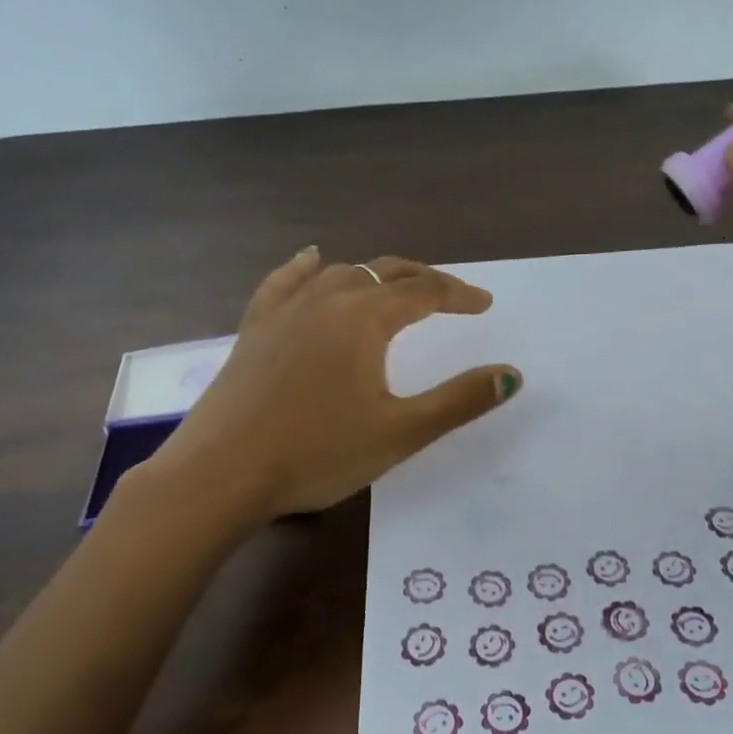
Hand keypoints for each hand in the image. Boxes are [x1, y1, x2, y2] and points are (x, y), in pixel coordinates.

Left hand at [159, 250, 520, 519]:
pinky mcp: (254, 329)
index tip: (484, 304)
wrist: (221, 474)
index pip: (424, 292)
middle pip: (385, 272)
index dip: (459, 295)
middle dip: (423, 280)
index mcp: (365, 319)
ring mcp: (284, 311)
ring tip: (395, 289)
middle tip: (450, 297)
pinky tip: (313, 259)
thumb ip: (458, 401)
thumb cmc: (317, 454)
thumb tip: (511, 375)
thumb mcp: (400, 433)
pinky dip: (306, 269)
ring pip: (339, 274)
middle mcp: (326, 300)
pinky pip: (284, 283)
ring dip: (375, 276)